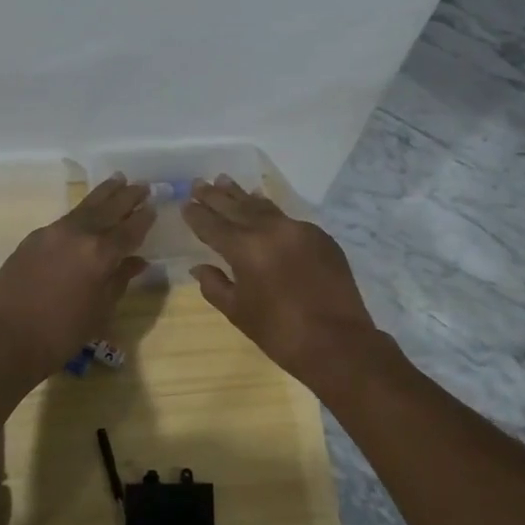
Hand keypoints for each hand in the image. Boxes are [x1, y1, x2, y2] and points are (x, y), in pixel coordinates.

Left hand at [0, 176, 154, 386]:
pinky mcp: (33, 238)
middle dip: (127, 196)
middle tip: (142, 185)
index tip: (154, 206)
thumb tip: (137, 261)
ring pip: (84, 207)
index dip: (144, 218)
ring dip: (103, 194)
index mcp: (100, 253)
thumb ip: (120, 280)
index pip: (129, 229)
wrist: (4, 338)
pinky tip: (86, 213)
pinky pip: (65, 219)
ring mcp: (52, 232)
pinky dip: (81, 212)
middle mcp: (78, 234)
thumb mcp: (100, 311)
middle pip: (108, 209)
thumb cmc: (60, 334)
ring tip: (118, 179)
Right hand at [183, 177, 385, 386]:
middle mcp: (271, 230)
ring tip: (225, 181)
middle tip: (199, 183)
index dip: (197, 214)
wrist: (338, 343)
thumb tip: (199, 267)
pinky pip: (287, 218)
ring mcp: (299, 230)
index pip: (213, 225)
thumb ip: (215, 285)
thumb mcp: (238, 312)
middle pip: (237, 207)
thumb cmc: (280, 333)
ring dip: (242, 196)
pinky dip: (269, 210)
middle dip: (215, 196)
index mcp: (245, 249)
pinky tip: (262, 206)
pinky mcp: (320, 237)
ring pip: (263, 207)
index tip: (185, 203)